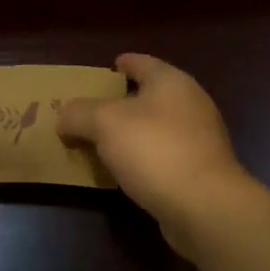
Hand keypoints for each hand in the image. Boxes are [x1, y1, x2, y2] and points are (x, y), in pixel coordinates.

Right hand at [58, 53, 251, 254]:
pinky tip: (123, 171)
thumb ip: (78, 113)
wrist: (205, 208)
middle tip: (91, 110)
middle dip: (121, 102)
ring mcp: (200, 139)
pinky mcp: (201, 171)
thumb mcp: (104, 123)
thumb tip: (63, 116)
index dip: (122, 64)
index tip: (105, 69)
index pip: (141, 62)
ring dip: (131, 133)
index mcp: (171, 81)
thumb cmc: (155, 150)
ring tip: (101, 143)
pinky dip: (143, 158)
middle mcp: (190, 104)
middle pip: (149, 95)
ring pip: (156, 127)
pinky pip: (163, 155)